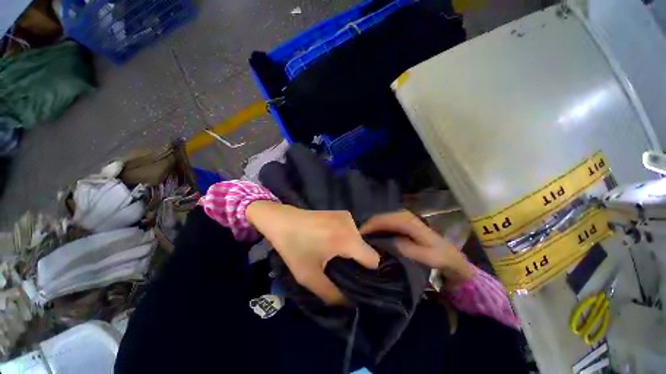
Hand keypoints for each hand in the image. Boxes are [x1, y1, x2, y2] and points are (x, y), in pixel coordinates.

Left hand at [246, 201, 379, 304]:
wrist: (282, 220)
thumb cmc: (293, 247)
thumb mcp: (309, 276)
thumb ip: (332, 294)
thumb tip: (350, 304)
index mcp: (347, 239)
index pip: (374, 259)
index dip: (367, 272)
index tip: (355, 278)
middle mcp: (352, 225)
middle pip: (366, 249)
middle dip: (356, 261)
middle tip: (340, 267)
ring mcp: (347, 216)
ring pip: (359, 240)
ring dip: (350, 249)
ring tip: (333, 253)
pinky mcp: (341, 213)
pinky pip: (351, 231)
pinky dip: (346, 238)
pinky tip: (330, 240)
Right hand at [360, 210, 473, 286]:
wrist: (450, 256)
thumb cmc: (440, 257)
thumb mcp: (427, 256)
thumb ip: (407, 249)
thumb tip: (386, 243)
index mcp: (407, 221)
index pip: (382, 220)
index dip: (368, 227)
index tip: (357, 239)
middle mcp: (402, 215)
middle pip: (378, 218)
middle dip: (366, 228)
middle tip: (356, 241)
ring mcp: (402, 218)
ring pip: (380, 221)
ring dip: (370, 230)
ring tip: (361, 241)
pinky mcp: (401, 223)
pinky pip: (384, 224)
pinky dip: (376, 231)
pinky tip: (372, 240)